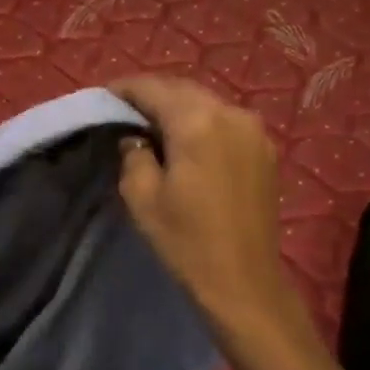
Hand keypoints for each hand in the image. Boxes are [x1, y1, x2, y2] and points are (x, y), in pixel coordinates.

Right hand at [113, 77, 310, 339]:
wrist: (242, 280)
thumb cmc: (185, 240)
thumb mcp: (141, 196)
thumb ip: (133, 154)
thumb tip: (136, 138)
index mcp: (197, 122)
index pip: (154, 89)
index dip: (125, 89)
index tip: (104, 96)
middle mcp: (230, 114)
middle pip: (183, 90)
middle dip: (153, 95)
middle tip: (126, 109)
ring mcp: (254, 130)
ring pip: (207, 103)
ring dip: (179, 107)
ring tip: (153, 125)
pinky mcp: (265, 149)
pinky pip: (226, 121)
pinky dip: (202, 123)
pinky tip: (187, 141)